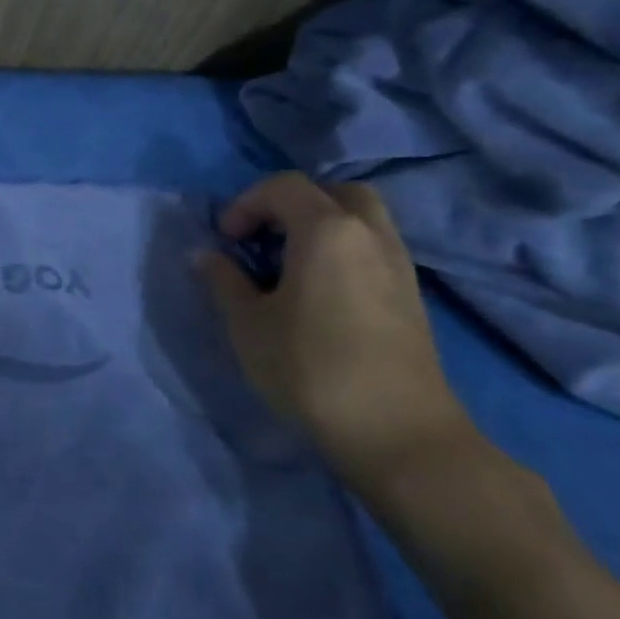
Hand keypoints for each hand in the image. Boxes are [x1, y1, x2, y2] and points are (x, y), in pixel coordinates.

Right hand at [198, 172, 473, 491]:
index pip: (283, 187)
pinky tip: (319, 291)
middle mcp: (370, 234)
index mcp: (327, 231)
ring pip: (361, 219)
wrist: (396, 431)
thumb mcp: (247, 324)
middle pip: (333, 192)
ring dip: (320, 227)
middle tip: (262, 239)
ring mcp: (398, 264)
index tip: (225, 240)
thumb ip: (224, 281)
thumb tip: (208, 256)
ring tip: (287, 266)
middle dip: (291, 205)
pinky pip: (373, 249)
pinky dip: (342, 251)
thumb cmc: (309, 368)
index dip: (245, 204)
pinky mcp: (411, 295)